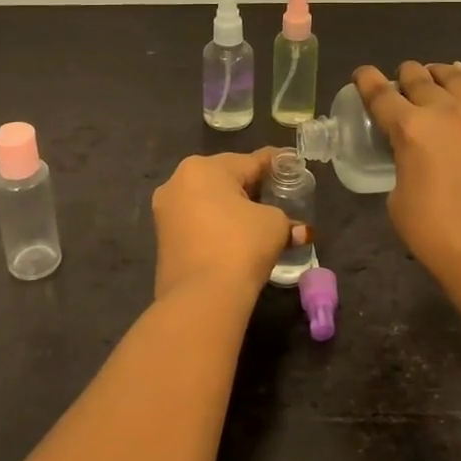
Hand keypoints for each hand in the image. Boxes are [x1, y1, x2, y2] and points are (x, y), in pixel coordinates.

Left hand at [151, 149, 292, 302]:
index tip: (292, 163)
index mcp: (203, 167)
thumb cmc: (240, 246)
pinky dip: (217, 225)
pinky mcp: (162, 239)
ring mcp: (165, 212)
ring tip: (259, 218)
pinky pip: (197, 222)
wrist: (201, 299)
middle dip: (251, 186)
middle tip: (277, 195)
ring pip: (208, 201)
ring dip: (232, 208)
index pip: (250, 161)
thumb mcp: (274, 224)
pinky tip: (236, 237)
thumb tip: (297, 230)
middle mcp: (177, 182)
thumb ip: (285, 218)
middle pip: (225, 178)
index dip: (275, 163)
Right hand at [353, 62, 460, 296]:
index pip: (381, 94)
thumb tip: (412, 157)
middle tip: (395, 85)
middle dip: (402, 76)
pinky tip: (460, 88)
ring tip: (430, 76)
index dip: (366, 81)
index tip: (361, 74)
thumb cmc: (438, 236)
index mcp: (411, 129)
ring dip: (434, 74)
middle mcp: (444, 112)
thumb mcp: (398, 200)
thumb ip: (401, 166)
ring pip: (453, 77)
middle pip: (417, 78)